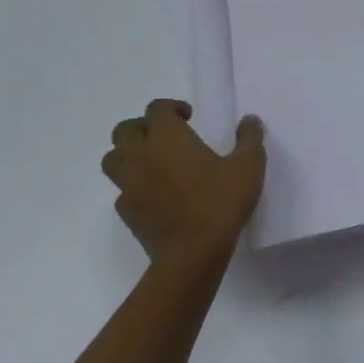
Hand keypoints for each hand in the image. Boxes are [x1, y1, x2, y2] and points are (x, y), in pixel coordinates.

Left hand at [103, 100, 266, 266]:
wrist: (192, 254)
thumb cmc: (219, 202)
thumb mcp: (248, 166)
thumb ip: (250, 138)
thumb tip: (250, 120)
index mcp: (167, 136)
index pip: (156, 108)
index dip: (171, 108)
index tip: (189, 118)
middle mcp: (141, 154)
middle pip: (125, 130)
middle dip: (142, 127)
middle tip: (166, 137)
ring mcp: (129, 185)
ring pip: (113, 159)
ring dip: (129, 154)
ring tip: (153, 162)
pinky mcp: (127, 212)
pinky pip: (122, 190)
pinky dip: (133, 186)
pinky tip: (155, 194)